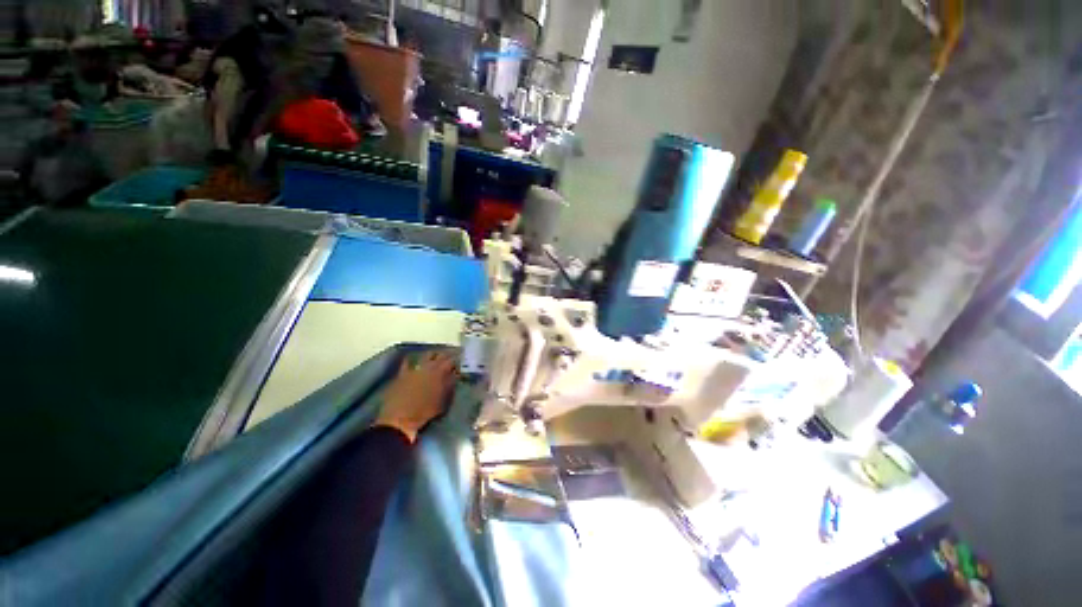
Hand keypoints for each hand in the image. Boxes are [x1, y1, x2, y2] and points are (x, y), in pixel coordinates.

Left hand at [374, 350, 458, 442]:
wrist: (399, 419)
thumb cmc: (425, 412)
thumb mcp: (443, 400)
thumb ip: (450, 385)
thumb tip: (455, 376)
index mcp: (440, 372)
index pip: (452, 360)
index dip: (457, 359)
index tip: (461, 360)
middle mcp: (428, 366)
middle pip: (440, 355)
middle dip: (446, 355)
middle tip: (451, 358)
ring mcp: (415, 368)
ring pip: (426, 355)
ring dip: (433, 355)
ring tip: (436, 358)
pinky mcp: (402, 373)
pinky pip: (408, 362)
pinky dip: (413, 360)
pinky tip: (415, 361)